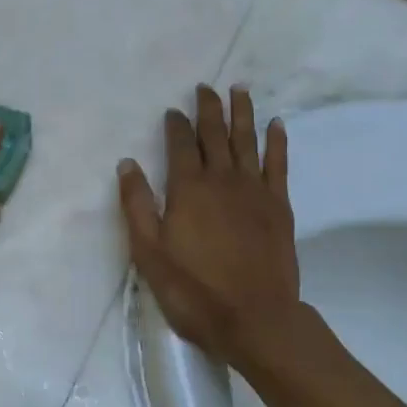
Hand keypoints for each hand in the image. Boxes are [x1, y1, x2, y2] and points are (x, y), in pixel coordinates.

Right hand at [118, 86, 303, 369]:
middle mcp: (222, 179)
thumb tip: (127, 163)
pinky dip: (276, 142)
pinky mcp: (279, 206)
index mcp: (188, 189)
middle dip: (208, 108)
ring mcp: (254, 190)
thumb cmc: (194, 289)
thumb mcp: (149, 252)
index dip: (176, 124)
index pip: (180, 145)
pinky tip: (276, 125)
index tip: (173, 110)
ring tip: (239, 90)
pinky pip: (278, 164)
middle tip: (205, 88)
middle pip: (215, 134)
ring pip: (247, 141)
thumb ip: (137, 205)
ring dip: (242, 113)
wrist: (255, 319)